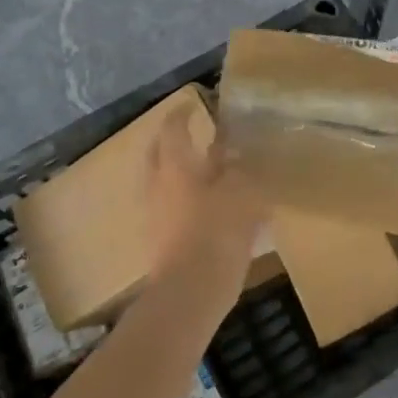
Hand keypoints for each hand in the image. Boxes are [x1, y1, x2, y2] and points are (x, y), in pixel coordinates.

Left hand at [143, 102, 265, 300]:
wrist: (190, 293)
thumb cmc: (216, 232)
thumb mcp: (241, 192)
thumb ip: (240, 168)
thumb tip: (238, 153)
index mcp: (175, 165)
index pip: (174, 127)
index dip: (183, 113)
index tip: (194, 105)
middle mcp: (158, 184)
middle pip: (161, 153)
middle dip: (175, 141)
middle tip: (196, 135)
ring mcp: (156, 213)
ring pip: (165, 181)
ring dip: (183, 172)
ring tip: (211, 172)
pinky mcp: (161, 239)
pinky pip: (171, 207)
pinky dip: (187, 199)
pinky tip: (211, 208)